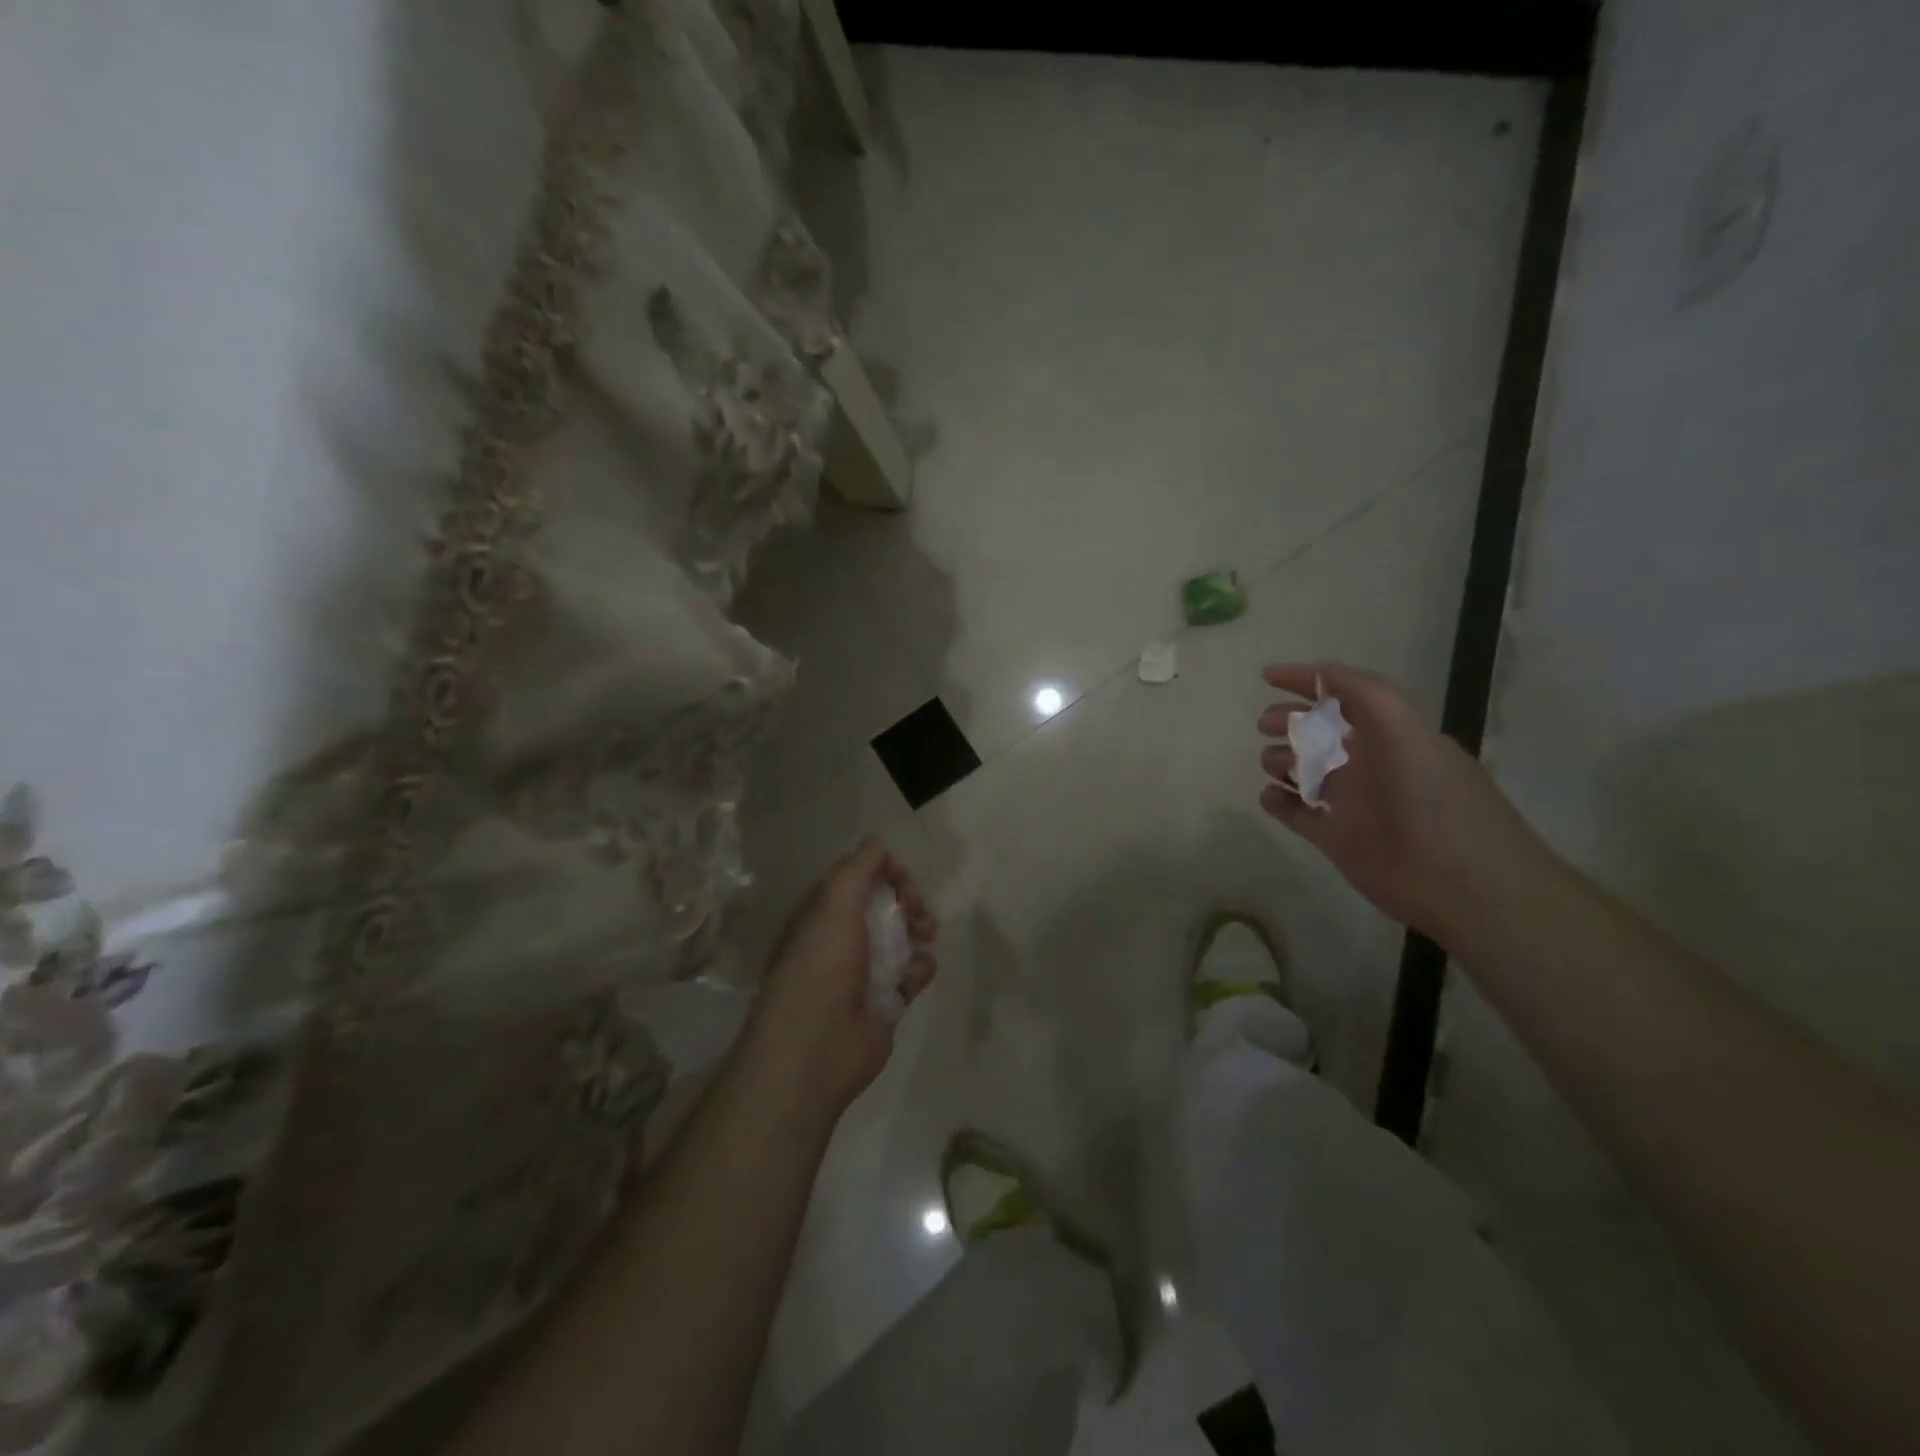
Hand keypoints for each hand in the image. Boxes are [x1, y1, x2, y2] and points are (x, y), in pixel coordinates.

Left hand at [738, 837, 937, 1119]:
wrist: (816, 1048)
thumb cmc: (821, 965)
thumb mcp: (835, 902)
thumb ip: (859, 867)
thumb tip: (878, 841)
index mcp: (824, 912)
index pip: (860, 878)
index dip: (886, 872)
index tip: (903, 879)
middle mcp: (844, 938)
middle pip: (886, 905)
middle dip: (909, 900)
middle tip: (917, 908)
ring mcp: (866, 970)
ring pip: (905, 936)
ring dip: (919, 930)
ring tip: (925, 937)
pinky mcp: (887, 1000)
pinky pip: (914, 973)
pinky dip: (920, 970)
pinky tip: (912, 978)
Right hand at [1257, 662, 1545, 945]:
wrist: (1467, 888)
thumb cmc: (1433, 802)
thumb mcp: (1405, 733)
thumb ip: (1366, 695)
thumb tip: (1321, 675)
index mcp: (1389, 735)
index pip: (1344, 696)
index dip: (1308, 680)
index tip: (1267, 677)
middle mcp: (1370, 764)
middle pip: (1321, 732)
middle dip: (1289, 721)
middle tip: (1263, 725)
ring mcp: (1352, 803)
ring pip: (1306, 772)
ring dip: (1282, 761)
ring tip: (1271, 766)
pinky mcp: (1338, 839)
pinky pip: (1299, 814)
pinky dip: (1279, 802)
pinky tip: (1270, 797)